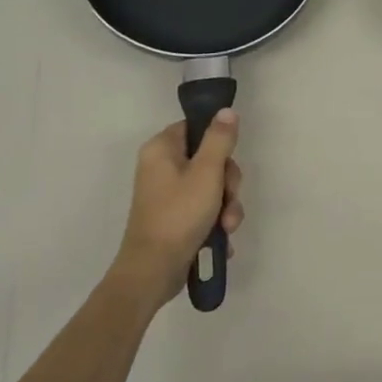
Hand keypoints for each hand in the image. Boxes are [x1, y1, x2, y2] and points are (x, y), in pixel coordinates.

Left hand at [110, 112, 244, 308]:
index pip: (195, 128)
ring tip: (226, 228)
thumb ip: (219, 140)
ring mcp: (167, 195)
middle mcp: (161, 167)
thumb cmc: (179, 215)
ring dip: (226, 208)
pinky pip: (203, 210)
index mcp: (161, 149)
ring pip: (211, 188)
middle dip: (227, 185)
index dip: (217, 143)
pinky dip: (214, 223)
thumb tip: (226, 110)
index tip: (228, 162)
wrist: (153, 271)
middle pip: (208, 160)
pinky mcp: (174, 218)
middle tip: (228, 200)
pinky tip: (220, 240)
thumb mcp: (206, 173)